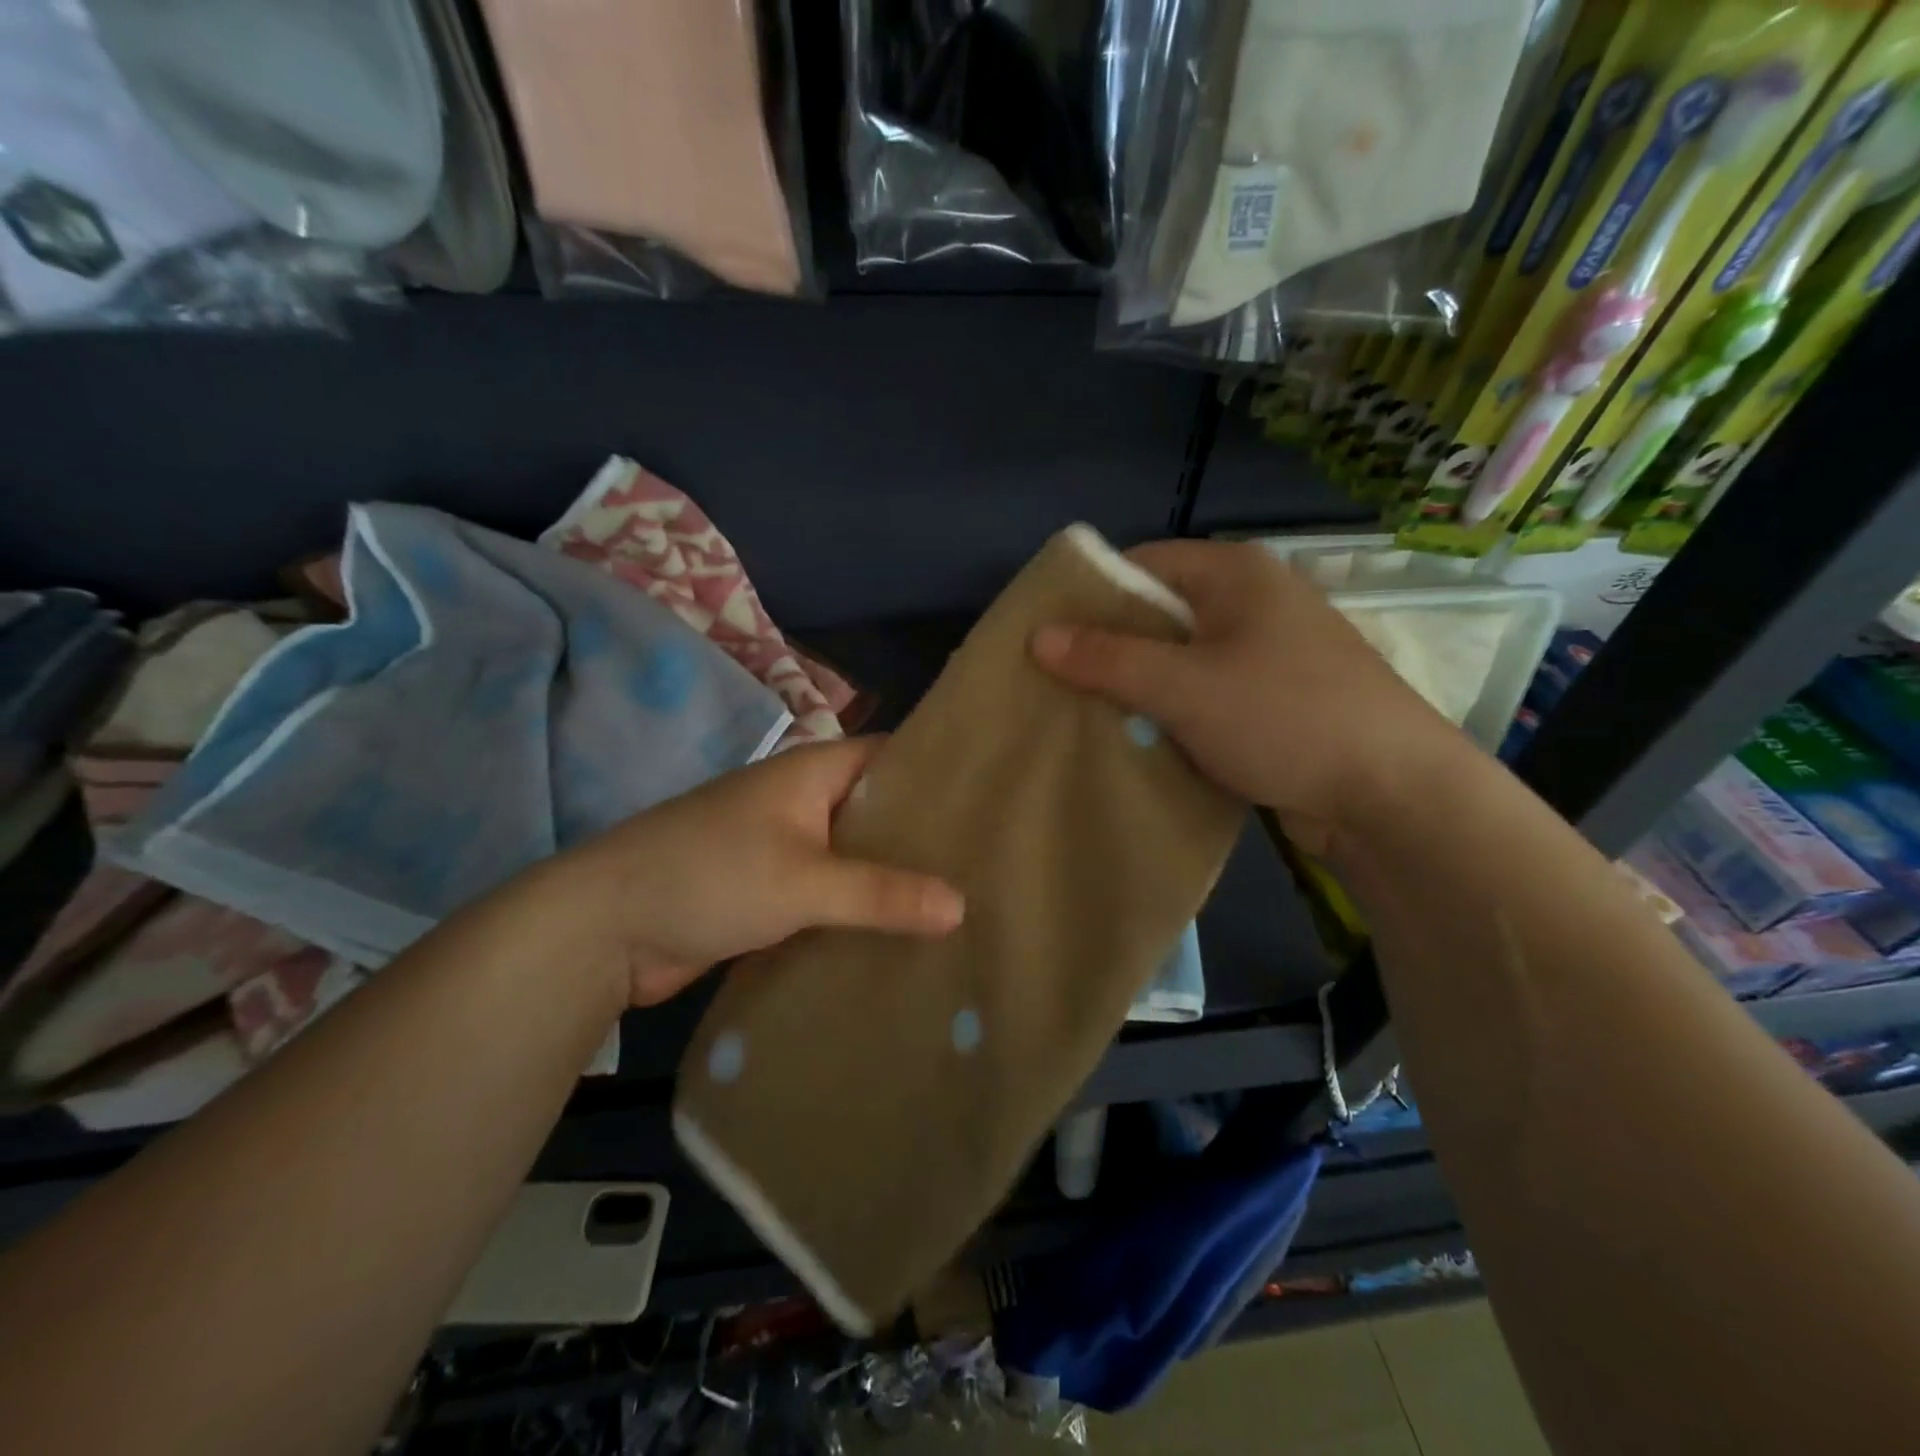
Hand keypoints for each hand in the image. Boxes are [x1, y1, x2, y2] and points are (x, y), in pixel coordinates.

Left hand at [566, 738, 964, 1005]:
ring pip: (852, 857)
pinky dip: (857, 910)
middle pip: (875, 811)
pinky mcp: (767, 893)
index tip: (990, 802)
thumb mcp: (804, 881)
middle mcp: (801, 802)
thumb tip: (961, 906)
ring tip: (959, 904)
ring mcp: (782, 848)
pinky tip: (899, 935)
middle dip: (922, 837)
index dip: (938, 775)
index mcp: (811, 773)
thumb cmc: (710, 876)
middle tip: (987, 864)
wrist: (605, 928)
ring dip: (890, 880)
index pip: (891, 758)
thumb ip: (882, 893)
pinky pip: (827, 895)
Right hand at [1031, 540, 1468, 858]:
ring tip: (1088, 714)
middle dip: (1110, 648)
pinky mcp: (1274, 696)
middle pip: (1159, 612)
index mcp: (1235, 574)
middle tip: (1059, 683)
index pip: (1141, 564)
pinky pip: (1204, 691)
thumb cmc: (1283, 718)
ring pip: (1180, 658)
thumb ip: (1108, 659)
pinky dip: (1172, 710)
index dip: (1091, 597)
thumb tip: (1037, 637)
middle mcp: (1252, 601)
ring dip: (1139, 686)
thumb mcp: (1183, 687)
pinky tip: (1141, 737)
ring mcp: (1267, 651)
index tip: (1048, 637)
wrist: (1390, 793)